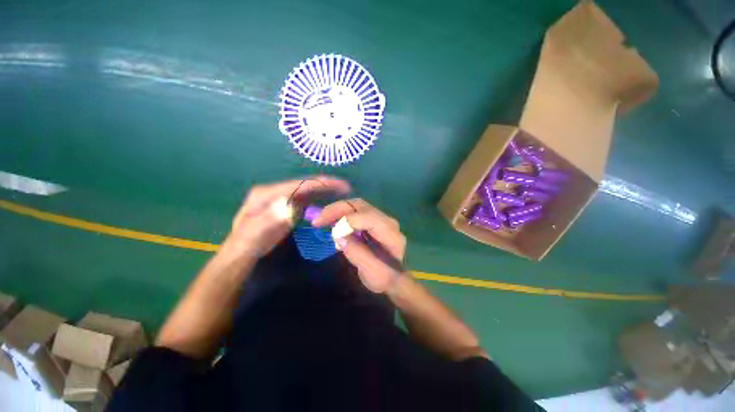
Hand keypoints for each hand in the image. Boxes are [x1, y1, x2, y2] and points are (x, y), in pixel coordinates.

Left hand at [227, 176, 350, 256]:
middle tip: (345, 186)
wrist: (244, 249)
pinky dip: (320, 195)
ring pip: (307, 189)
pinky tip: (330, 196)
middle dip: (325, 183)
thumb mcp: (255, 232)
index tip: (337, 185)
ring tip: (342, 189)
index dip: (318, 184)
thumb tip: (289, 203)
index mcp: (267, 193)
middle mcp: (276, 190)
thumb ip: (270, 217)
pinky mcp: (288, 204)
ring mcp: (283, 196)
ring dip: (325, 188)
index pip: (297, 185)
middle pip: (304, 184)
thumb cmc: (248, 242)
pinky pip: (307, 197)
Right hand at [313, 199, 405, 292]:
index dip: (348, 221)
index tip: (332, 232)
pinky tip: (331, 221)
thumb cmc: (384, 278)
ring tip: (321, 220)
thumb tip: (337, 234)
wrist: (394, 278)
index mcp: (391, 234)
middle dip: (338, 209)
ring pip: (356, 205)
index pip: (369, 218)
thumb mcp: (371, 272)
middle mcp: (387, 221)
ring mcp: (381, 218)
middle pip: (361, 206)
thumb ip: (356, 253)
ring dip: (337, 210)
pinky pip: (355, 211)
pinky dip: (341, 214)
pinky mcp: (373, 220)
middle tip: (318, 220)